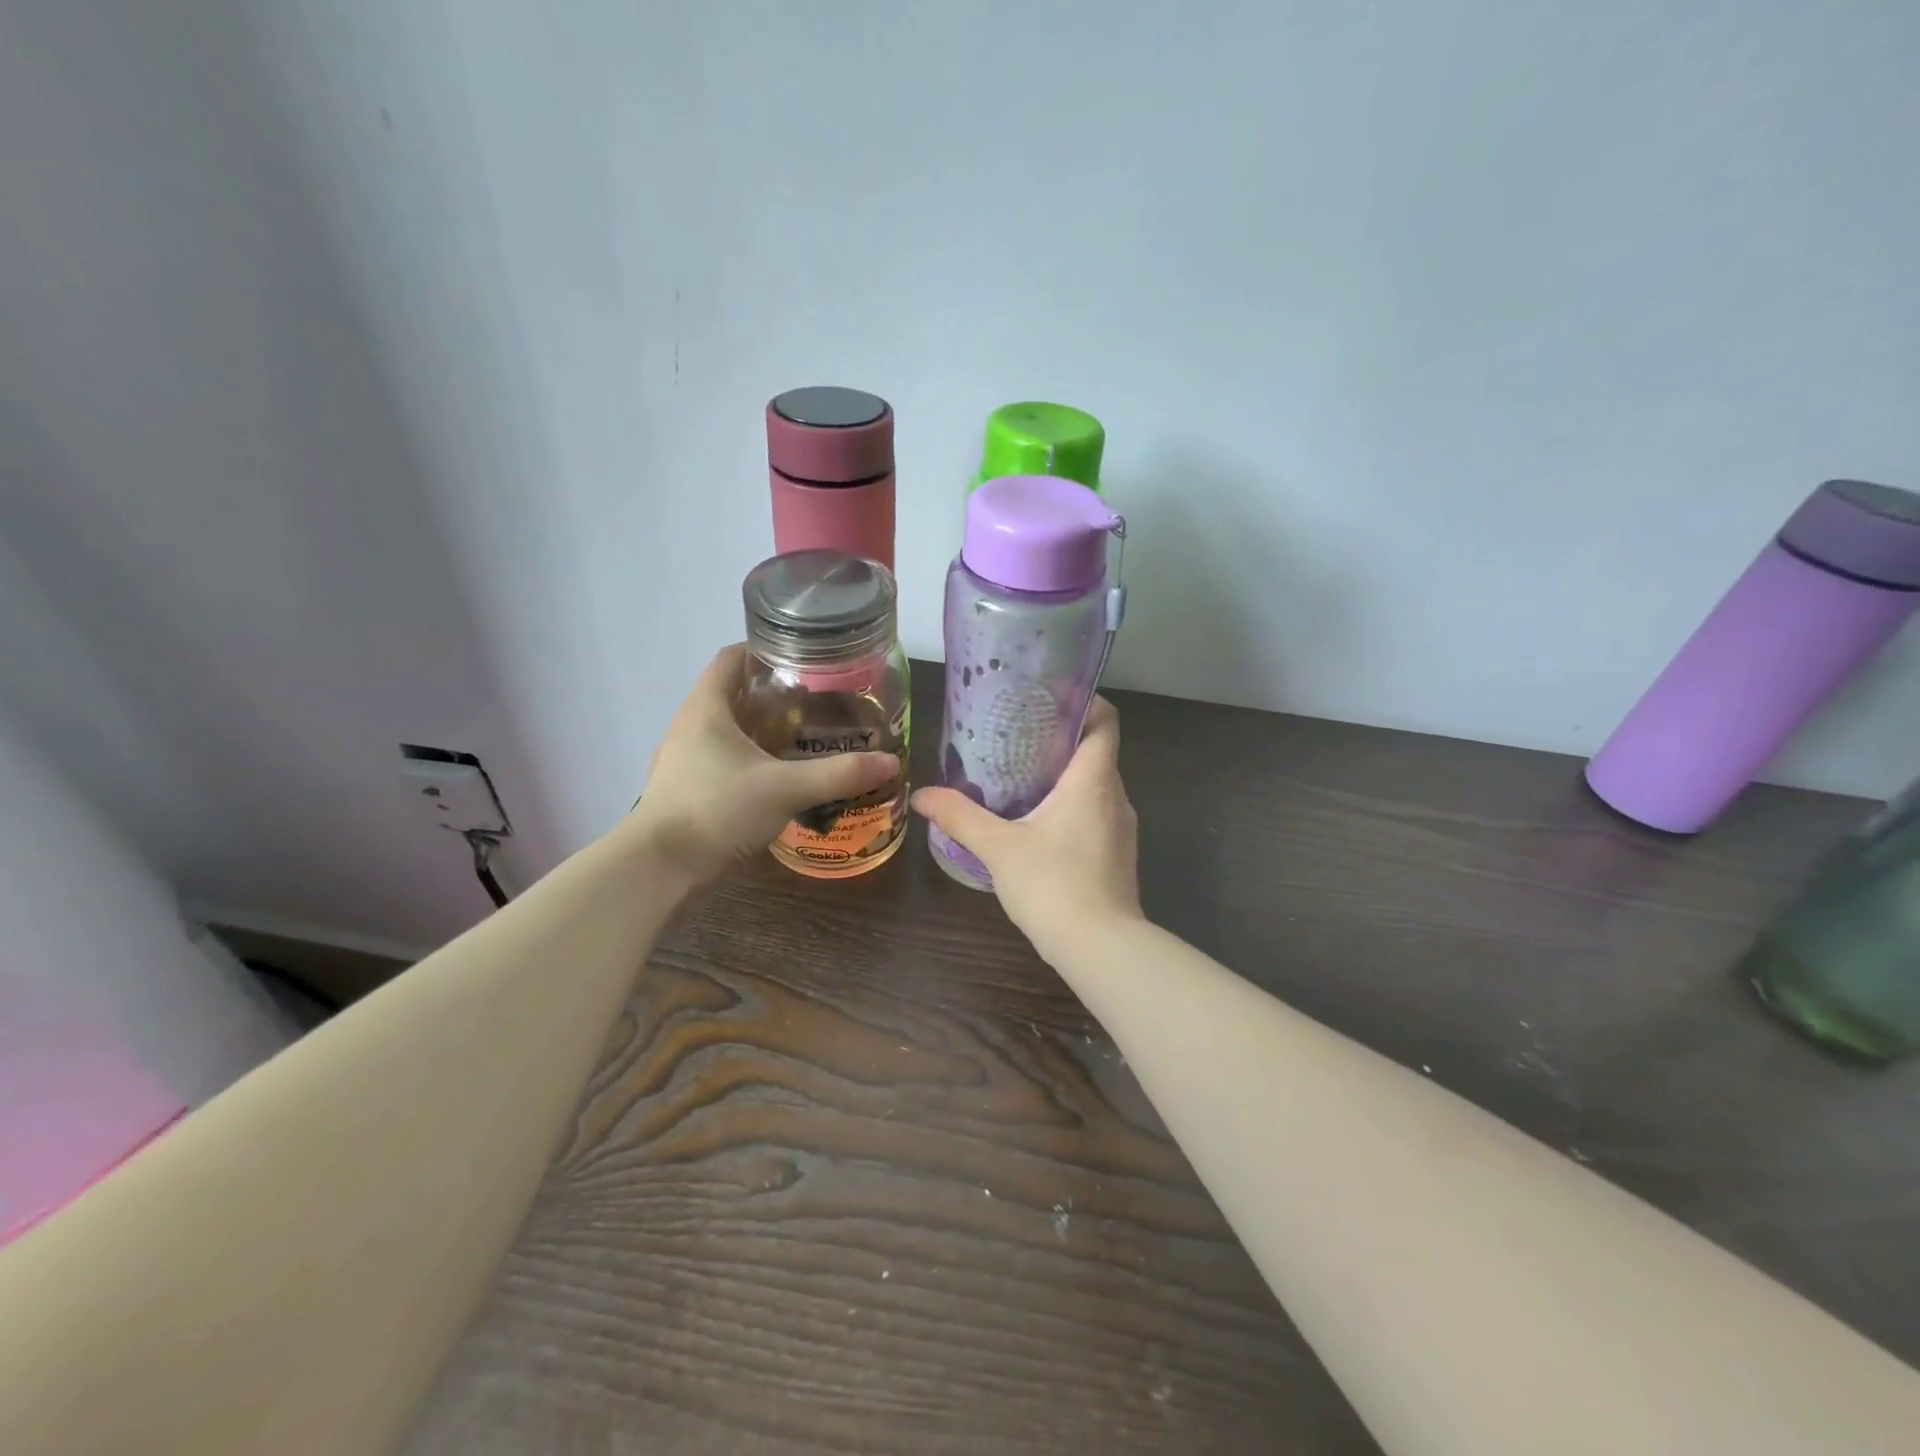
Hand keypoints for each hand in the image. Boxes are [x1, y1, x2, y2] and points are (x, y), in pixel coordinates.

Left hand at [626, 645, 899, 887]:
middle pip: (733, 694)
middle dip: (773, 694)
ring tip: (805, 738)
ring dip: (762, 730)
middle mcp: (690, 726)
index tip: (803, 657)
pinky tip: (779, 778)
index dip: (764, 649)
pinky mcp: (688, 791)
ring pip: (728, 731)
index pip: (731, 658)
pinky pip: (724, 761)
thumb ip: (838, 774)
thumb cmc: (717, 809)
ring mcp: (685, 761)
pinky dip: (751, 761)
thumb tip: (890, 762)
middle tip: (818, 702)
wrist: (660, 869)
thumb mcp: (785, 788)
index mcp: (706, 708)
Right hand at [910, 697, 1143, 958]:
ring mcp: (1122, 830)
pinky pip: (1095, 815)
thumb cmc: (1053, 884)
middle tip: (1016, 738)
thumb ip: (960, 816)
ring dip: (1064, 778)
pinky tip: (1037, 826)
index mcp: (1093, 780)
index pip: (1105, 720)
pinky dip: (1070, 808)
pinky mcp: (1118, 857)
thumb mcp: (998, 847)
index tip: (1047, 699)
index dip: (1083, 701)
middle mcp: (1116, 797)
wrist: (1101, 949)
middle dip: (1059, 741)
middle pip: (1096, 752)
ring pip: (1095, 787)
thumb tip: (921, 795)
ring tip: (1020, 779)